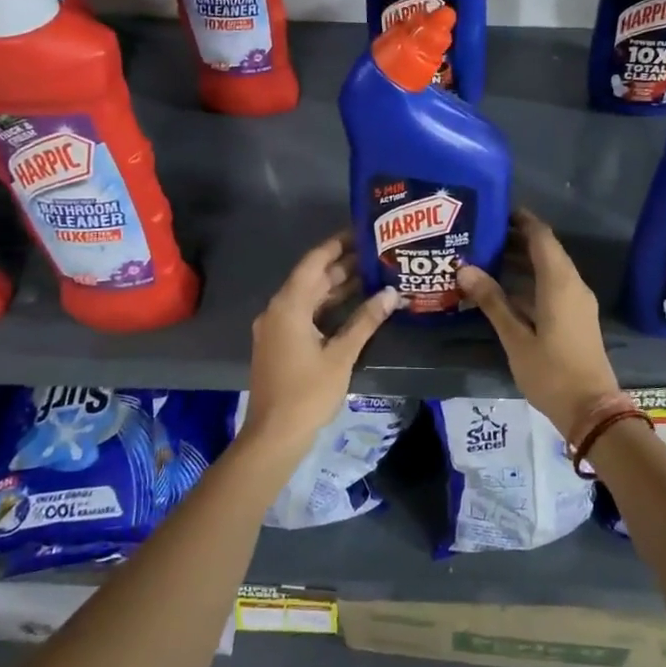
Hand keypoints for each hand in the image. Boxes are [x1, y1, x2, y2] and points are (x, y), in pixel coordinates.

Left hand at [239, 233, 398, 460]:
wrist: (274, 435)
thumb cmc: (307, 393)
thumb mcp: (341, 355)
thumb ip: (366, 321)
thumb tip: (391, 293)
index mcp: (289, 306)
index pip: (314, 262)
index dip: (337, 244)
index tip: (362, 230)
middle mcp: (278, 310)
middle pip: (312, 278)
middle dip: (343, 265)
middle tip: (377, 252)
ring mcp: (276, 328)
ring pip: (309, 297)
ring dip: (337, 286)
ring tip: (373, 273)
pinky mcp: (281, 343)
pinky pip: (305, 313)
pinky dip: (328, 306)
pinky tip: (354, 305)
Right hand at [458, 209, 620, 434]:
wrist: (591, 410)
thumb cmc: (551, 373)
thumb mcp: (516, 338)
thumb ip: (492, 301)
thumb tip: (465, 269)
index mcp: (560, 283)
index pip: (541, 236)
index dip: (521, 220)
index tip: (496, 209)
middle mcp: (573, 285)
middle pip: (546, 250)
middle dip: (517, 239)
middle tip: (482, 233)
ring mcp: (578, 302)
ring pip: (550, 269)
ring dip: (523, 260)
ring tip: (487, 256)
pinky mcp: (577, 317)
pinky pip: (554, 286)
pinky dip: (532, 280)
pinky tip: (506, 289)